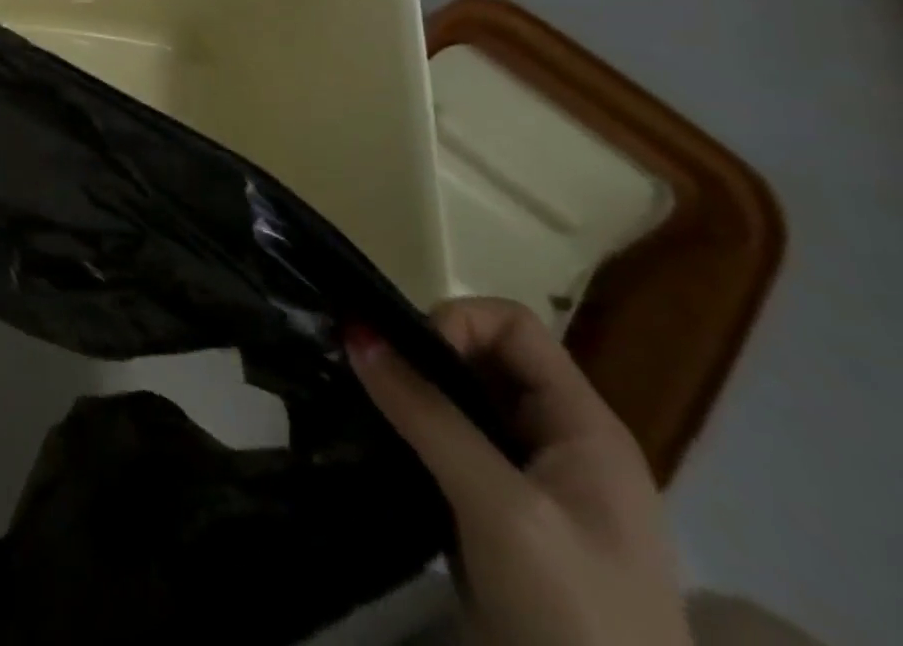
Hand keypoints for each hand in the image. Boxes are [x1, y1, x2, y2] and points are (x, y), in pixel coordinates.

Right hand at [347, 298, 691, 645]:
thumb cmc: (575, 618)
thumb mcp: (502, 510)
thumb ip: (428, 415)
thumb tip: (356, 330)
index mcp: (584, 427)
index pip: (513, 325)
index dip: (456, 323)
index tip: (409, 358)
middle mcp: (560, 440)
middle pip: (483, 356)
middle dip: (423, 355)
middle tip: (375, 379)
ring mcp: (531, 481)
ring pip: (460, 399)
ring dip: (411, 391)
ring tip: (365, 402)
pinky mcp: (498, 514)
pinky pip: (449, 443)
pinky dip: (411, 430)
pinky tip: (379, 440)